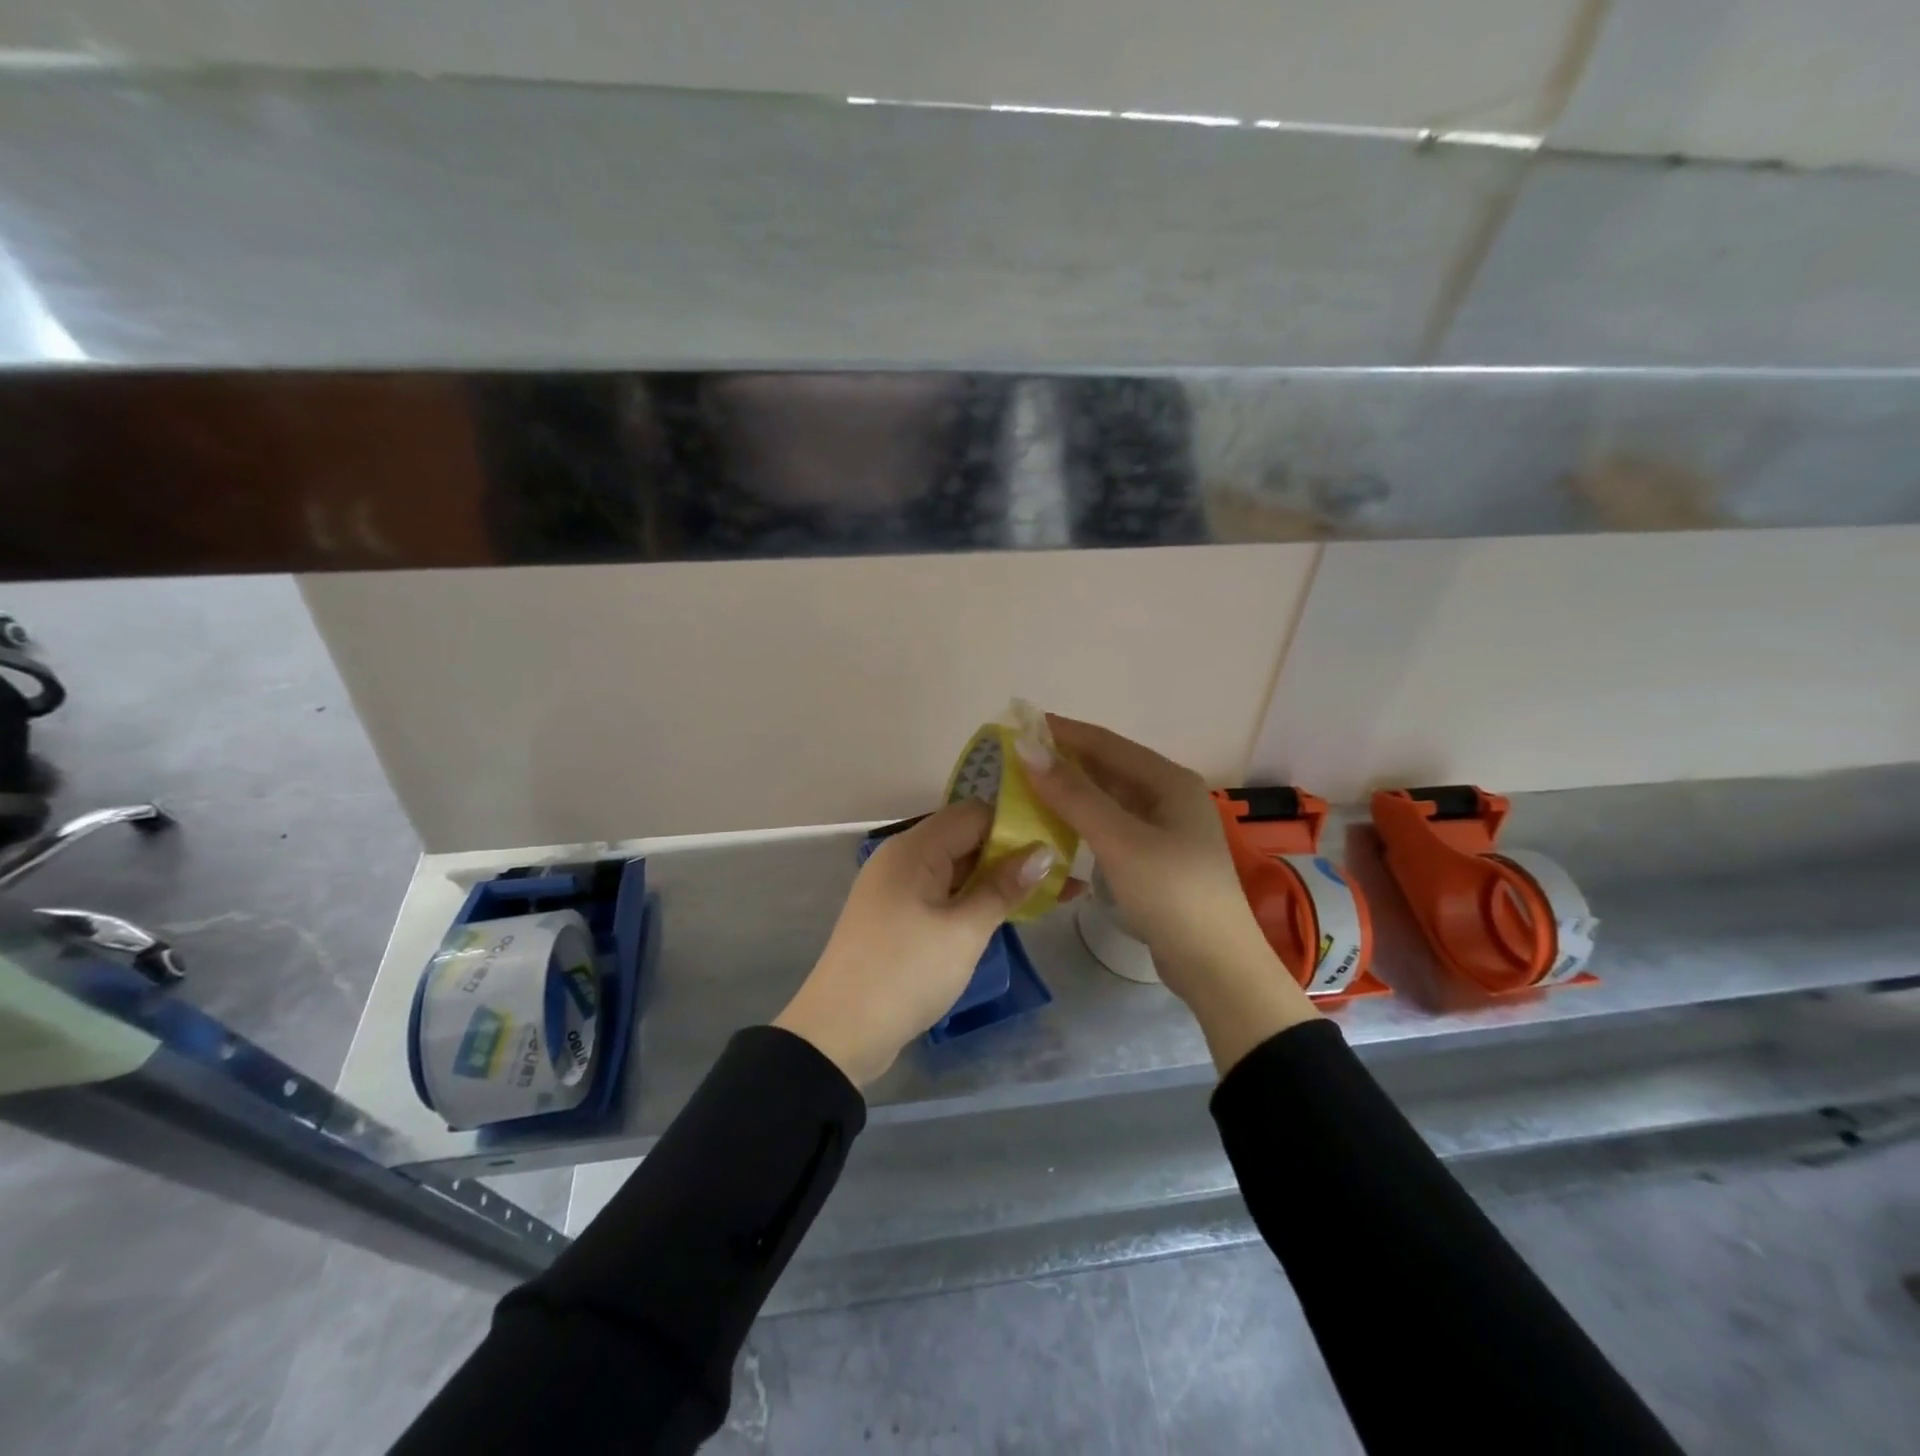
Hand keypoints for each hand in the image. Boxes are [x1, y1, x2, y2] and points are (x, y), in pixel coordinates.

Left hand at [774, 800, 1063, 1087]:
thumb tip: (1043, 852)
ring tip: (1051, 894)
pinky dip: (974, 899)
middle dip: (1013, 855)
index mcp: (915, 848)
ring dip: (997, 880)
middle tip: (1064, 872)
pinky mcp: (897, 916)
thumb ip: (1003, 888)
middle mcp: (903, 857)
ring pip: (957, 869)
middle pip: (966, 839)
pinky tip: (1009, 912)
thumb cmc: (906, 973)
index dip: (1017, 825)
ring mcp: (898, 888)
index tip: (1058, 842)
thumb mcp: (963, 931)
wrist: (839, 1033)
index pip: (975, 814)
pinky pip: (943, 894)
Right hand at [1016, 715, 1318, 1072]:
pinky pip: (1112, 824)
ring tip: (1026, 788)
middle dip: (1063, 760)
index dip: (1061, 732)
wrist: (1216, 966)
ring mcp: (1165, 828)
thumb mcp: (1119, 840)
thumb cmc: (1170, 894)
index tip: (1017, 725)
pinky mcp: (1156, 857)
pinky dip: (1083, 819)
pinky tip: (1057, 825)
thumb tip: (1026, 747)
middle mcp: (1169, 796)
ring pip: (1109, 797)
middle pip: (1108, 767)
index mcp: (1169, 780)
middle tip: (1014, 759)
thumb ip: (1073, 794)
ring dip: (1071, 791)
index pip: (1106, 742)